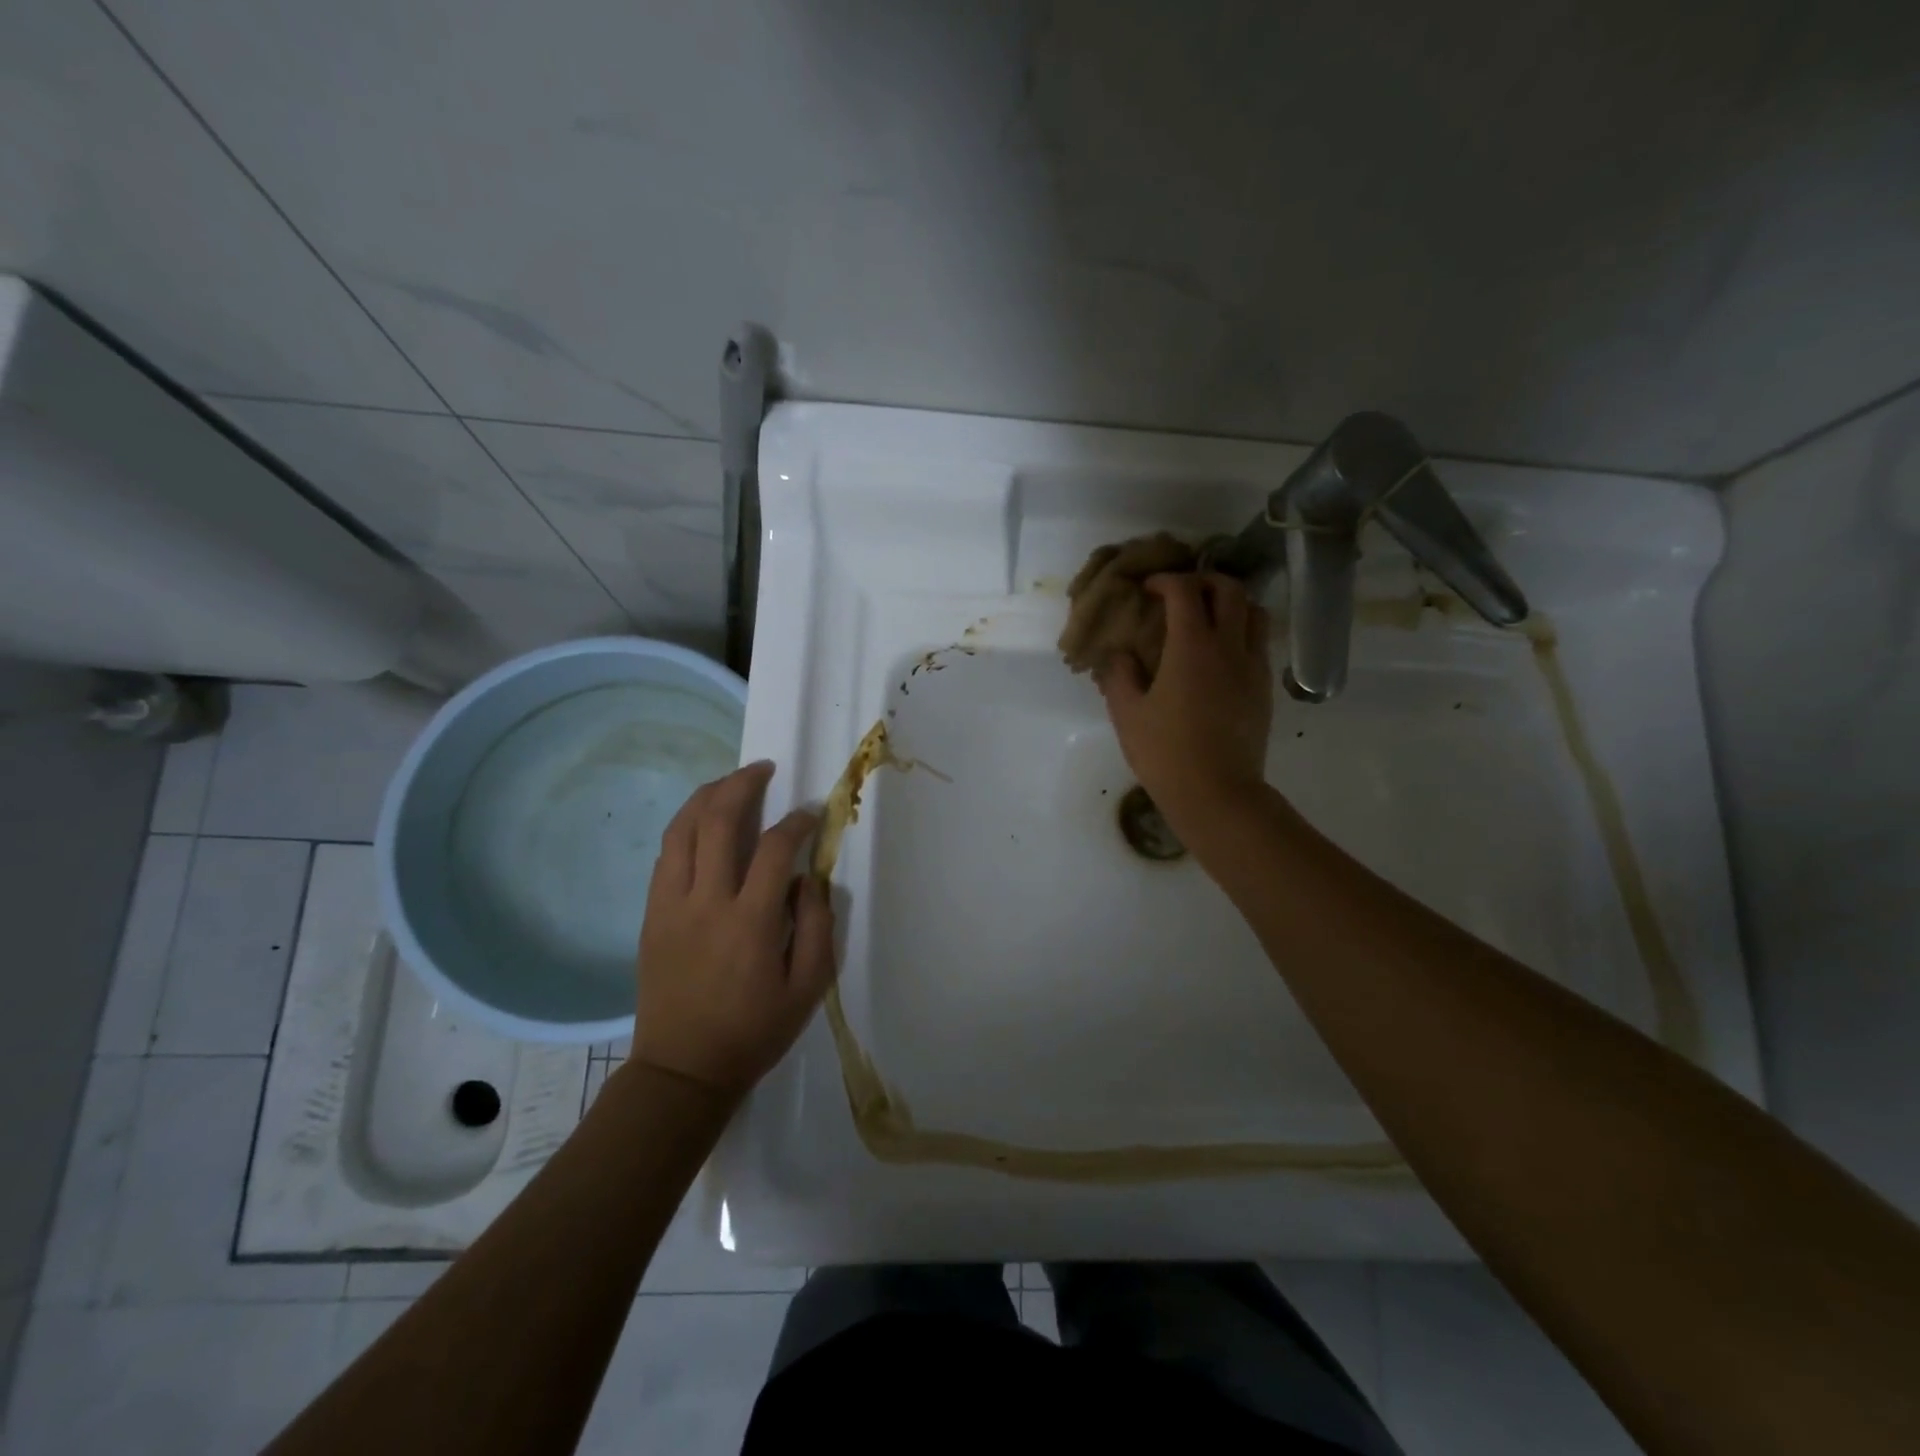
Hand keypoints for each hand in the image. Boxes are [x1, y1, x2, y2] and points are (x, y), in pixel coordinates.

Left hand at [634, 762, 834, 1095]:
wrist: (683, 1070)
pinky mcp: (651, 915)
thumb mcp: (809, 986)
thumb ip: (817, 925)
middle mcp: (706, 901)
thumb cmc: (754, 1031)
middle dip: (743, 784)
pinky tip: (702, 822)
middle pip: (718, 821)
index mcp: (750, 921)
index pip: (776, 848)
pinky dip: (685, 827)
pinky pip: (665, 855)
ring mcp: (671, 905)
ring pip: (682, 830)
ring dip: (707, 796)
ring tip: (730, 782)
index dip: (797, 821)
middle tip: (763, 769)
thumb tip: (809, 878)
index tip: (811, 814)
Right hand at [1096, 572, 1272, 841]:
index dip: (1165, 581)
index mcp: (1192, 646)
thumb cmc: (1166, 753)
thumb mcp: (1127, 714)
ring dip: (1231, 604)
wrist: (1217, 793)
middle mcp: (1229, 646)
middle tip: (1182, 594)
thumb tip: (1120, 655)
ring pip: (1255, 613)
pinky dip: (1242, 633)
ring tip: (1208, 618)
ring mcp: (1253, 667)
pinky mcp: (1264, 688)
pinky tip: (1220, 655)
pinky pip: (1259, 643)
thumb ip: (1119, 675)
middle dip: (1204, 581)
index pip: (1184, 591)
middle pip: (1230, 590)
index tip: (1148, 589)